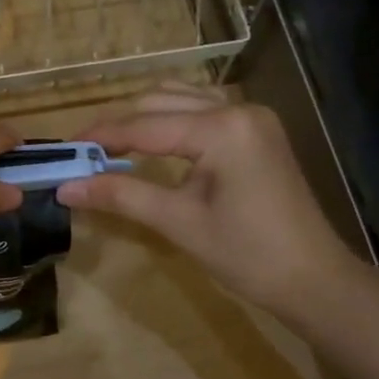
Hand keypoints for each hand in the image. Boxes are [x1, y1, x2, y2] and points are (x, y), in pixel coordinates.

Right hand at [55, 85, 360, 320]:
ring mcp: (251, 116)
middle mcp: (238, 109)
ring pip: (181, 99)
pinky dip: (172, 118)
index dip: (101, 137)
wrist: (314, 279)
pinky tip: (153, 140)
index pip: (145, 126)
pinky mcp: (257, 129)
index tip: (65, 150)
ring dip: (144, 116)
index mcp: (222, 129)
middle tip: (83, 153)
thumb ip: (121, 196)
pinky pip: (203, 109)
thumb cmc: (248, 256)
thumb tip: (65, 187)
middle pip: (160, 103)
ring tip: (111, 145)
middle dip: (119, 125)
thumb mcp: (179, 223)